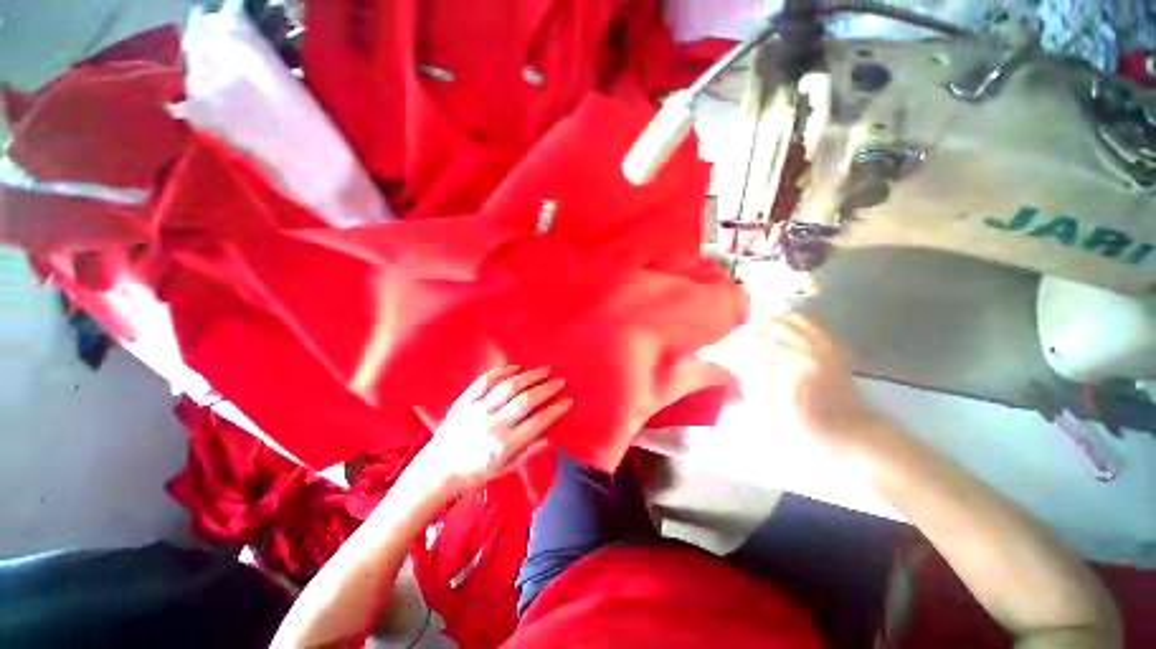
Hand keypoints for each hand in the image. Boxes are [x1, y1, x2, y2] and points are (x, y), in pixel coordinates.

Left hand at [419, 366, 572, 492]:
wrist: (437, 469)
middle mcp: (491, 425)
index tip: (568, 400)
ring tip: (543, 370)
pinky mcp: (464, 401)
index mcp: (503, 446)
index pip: (537, 423)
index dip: (555, 410)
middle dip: (546, 389)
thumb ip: (528, 452)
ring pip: (507, 387)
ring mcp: (476, 410)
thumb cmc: (474, 473)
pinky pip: (484, 381)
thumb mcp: (504, 470)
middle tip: (560, 381)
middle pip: (524, 401)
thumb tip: (551, 437)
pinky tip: (516, 366)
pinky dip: (501, 371)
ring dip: (528, 377)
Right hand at [709, 313, 883, 451]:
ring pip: (774, 320)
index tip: (703, 353)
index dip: (716, 352)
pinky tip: (768, 327)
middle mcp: (801, 358)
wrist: (847, 434)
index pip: (737, 355)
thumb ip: (740, 384)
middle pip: (752, 334)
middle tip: (721, 346)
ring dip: (751, 326)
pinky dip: (778, 319)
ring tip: (741, 335)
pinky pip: (799, 318)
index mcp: (781, 382)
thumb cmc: (800, 434)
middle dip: (730, 338)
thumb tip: (722, 365)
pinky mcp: (831, 342)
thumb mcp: (761, 416)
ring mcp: (819, 346)